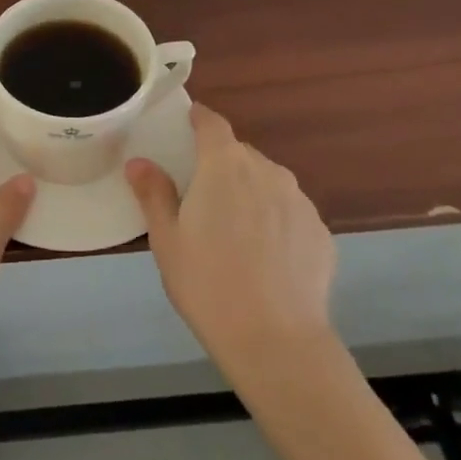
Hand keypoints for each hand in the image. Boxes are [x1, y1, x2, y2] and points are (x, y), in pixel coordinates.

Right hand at [126, 103, 336, 361]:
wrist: (276, 341)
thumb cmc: (208, 283)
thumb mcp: (166, 239)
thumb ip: (153, 194)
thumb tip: (139, 163)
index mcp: (224, 165)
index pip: (212, 123)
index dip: (197, 119)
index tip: (185, 125)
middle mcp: (267, 171)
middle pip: (239, 154)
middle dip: (220, 166)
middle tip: (201, 198)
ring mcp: (299, 201)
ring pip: (267, 182)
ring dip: (249, 193)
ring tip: (234, 233)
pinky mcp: (321, 232)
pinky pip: (290, 213)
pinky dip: (275, 222)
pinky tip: (264, 258)